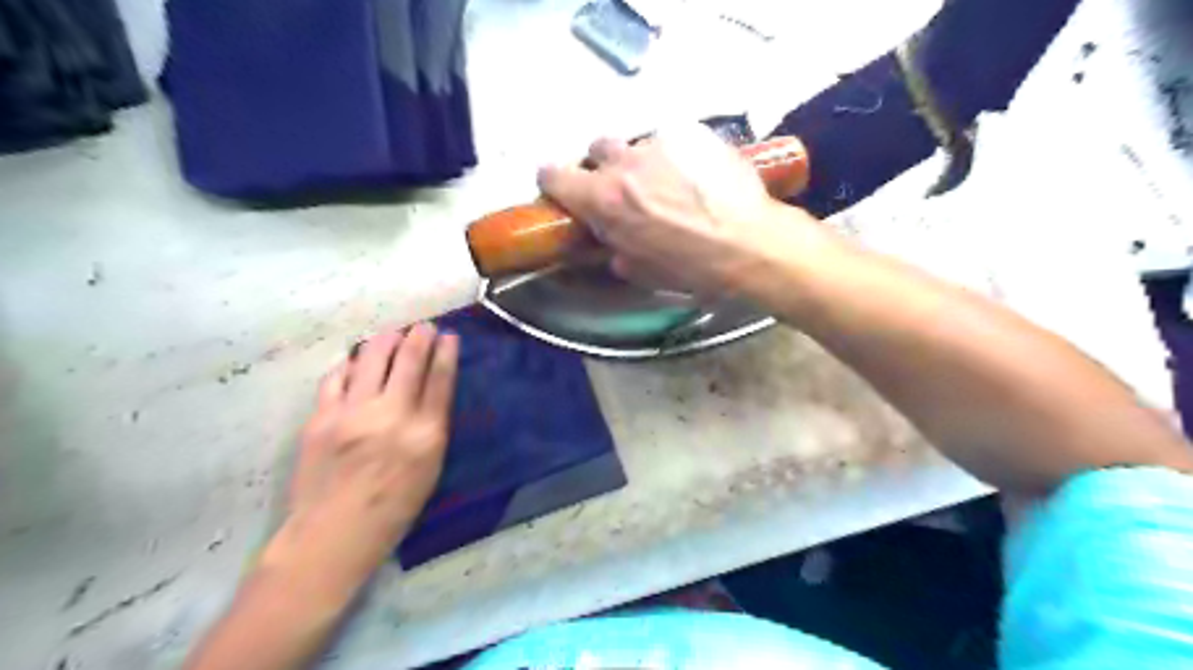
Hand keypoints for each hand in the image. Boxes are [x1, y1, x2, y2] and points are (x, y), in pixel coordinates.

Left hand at [262, 321, 461, 597]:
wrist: (332, 533)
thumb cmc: (392, 509)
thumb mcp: (430, 470)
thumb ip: (432, 429)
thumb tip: (428, 394)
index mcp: (425, 434)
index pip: (440, 380)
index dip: (446, 354)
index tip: (450, 336)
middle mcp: (392, 416)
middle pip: (409, 361)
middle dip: (420, 337)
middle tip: (424, 326)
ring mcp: (353, 413)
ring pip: (372, 360)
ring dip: (386, 340)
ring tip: (392, 334)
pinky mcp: (321, 417)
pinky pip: (337, 378)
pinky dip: (350, 365)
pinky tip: (355, 362)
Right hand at [540, 124, 819, 295]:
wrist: (751, 244)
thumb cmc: (693, 268)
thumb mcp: (644, 272)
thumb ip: (617, 250)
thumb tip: (612, 244)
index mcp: (604, 200)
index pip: (554, 175)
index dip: (554, 181)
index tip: (563, 188)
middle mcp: (624, 163)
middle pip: (596, 149)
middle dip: (604, 166)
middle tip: (625, 187)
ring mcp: (660, 143)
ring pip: (637, 143)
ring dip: (641, 161)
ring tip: (669, 182)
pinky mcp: (693, 133)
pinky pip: (672, 140)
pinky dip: (676, 155)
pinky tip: (697, 176)